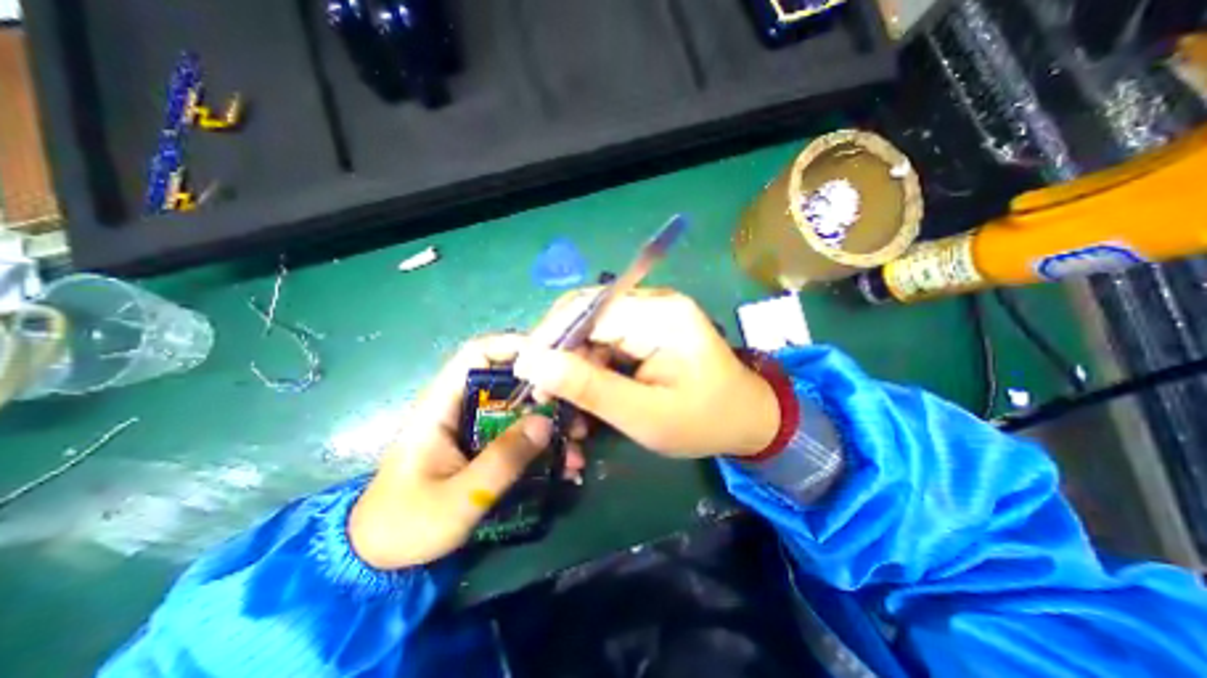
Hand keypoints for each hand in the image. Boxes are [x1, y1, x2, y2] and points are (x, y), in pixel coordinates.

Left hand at [350, 336, 589, 568]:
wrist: (380, 560)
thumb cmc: (407, 524)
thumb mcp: (458, 497)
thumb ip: (502, 460)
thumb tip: (546, 421)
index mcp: (442, 405)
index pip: (477, 354)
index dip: (513, 347)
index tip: (552, 360)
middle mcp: (462, 407)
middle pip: (510, 381)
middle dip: (547, 394)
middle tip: (575, 415)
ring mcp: (476, 428)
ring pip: (521, 410)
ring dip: (551, 424)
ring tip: (576, 448)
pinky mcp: (485, 447)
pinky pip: (521, 435)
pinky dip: (544, 446)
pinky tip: (565, 467)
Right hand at [512, 288, 777, 456]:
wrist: (746, 418)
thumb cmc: (704, 421)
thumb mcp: (644, 415)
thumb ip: (589, 388)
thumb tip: (534, 364)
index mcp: (660, 315)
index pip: (588, 311)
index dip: (549, 337)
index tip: (525, 373)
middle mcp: (653, 303)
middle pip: (586, 314)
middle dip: (558, 351)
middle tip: (542, 391)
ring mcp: (650, 313)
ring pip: (591, 327)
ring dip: (571, 360)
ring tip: (560, 397)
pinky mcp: (647, 328)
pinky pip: (605, 338)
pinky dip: (588, 364)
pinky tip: (584, 390)